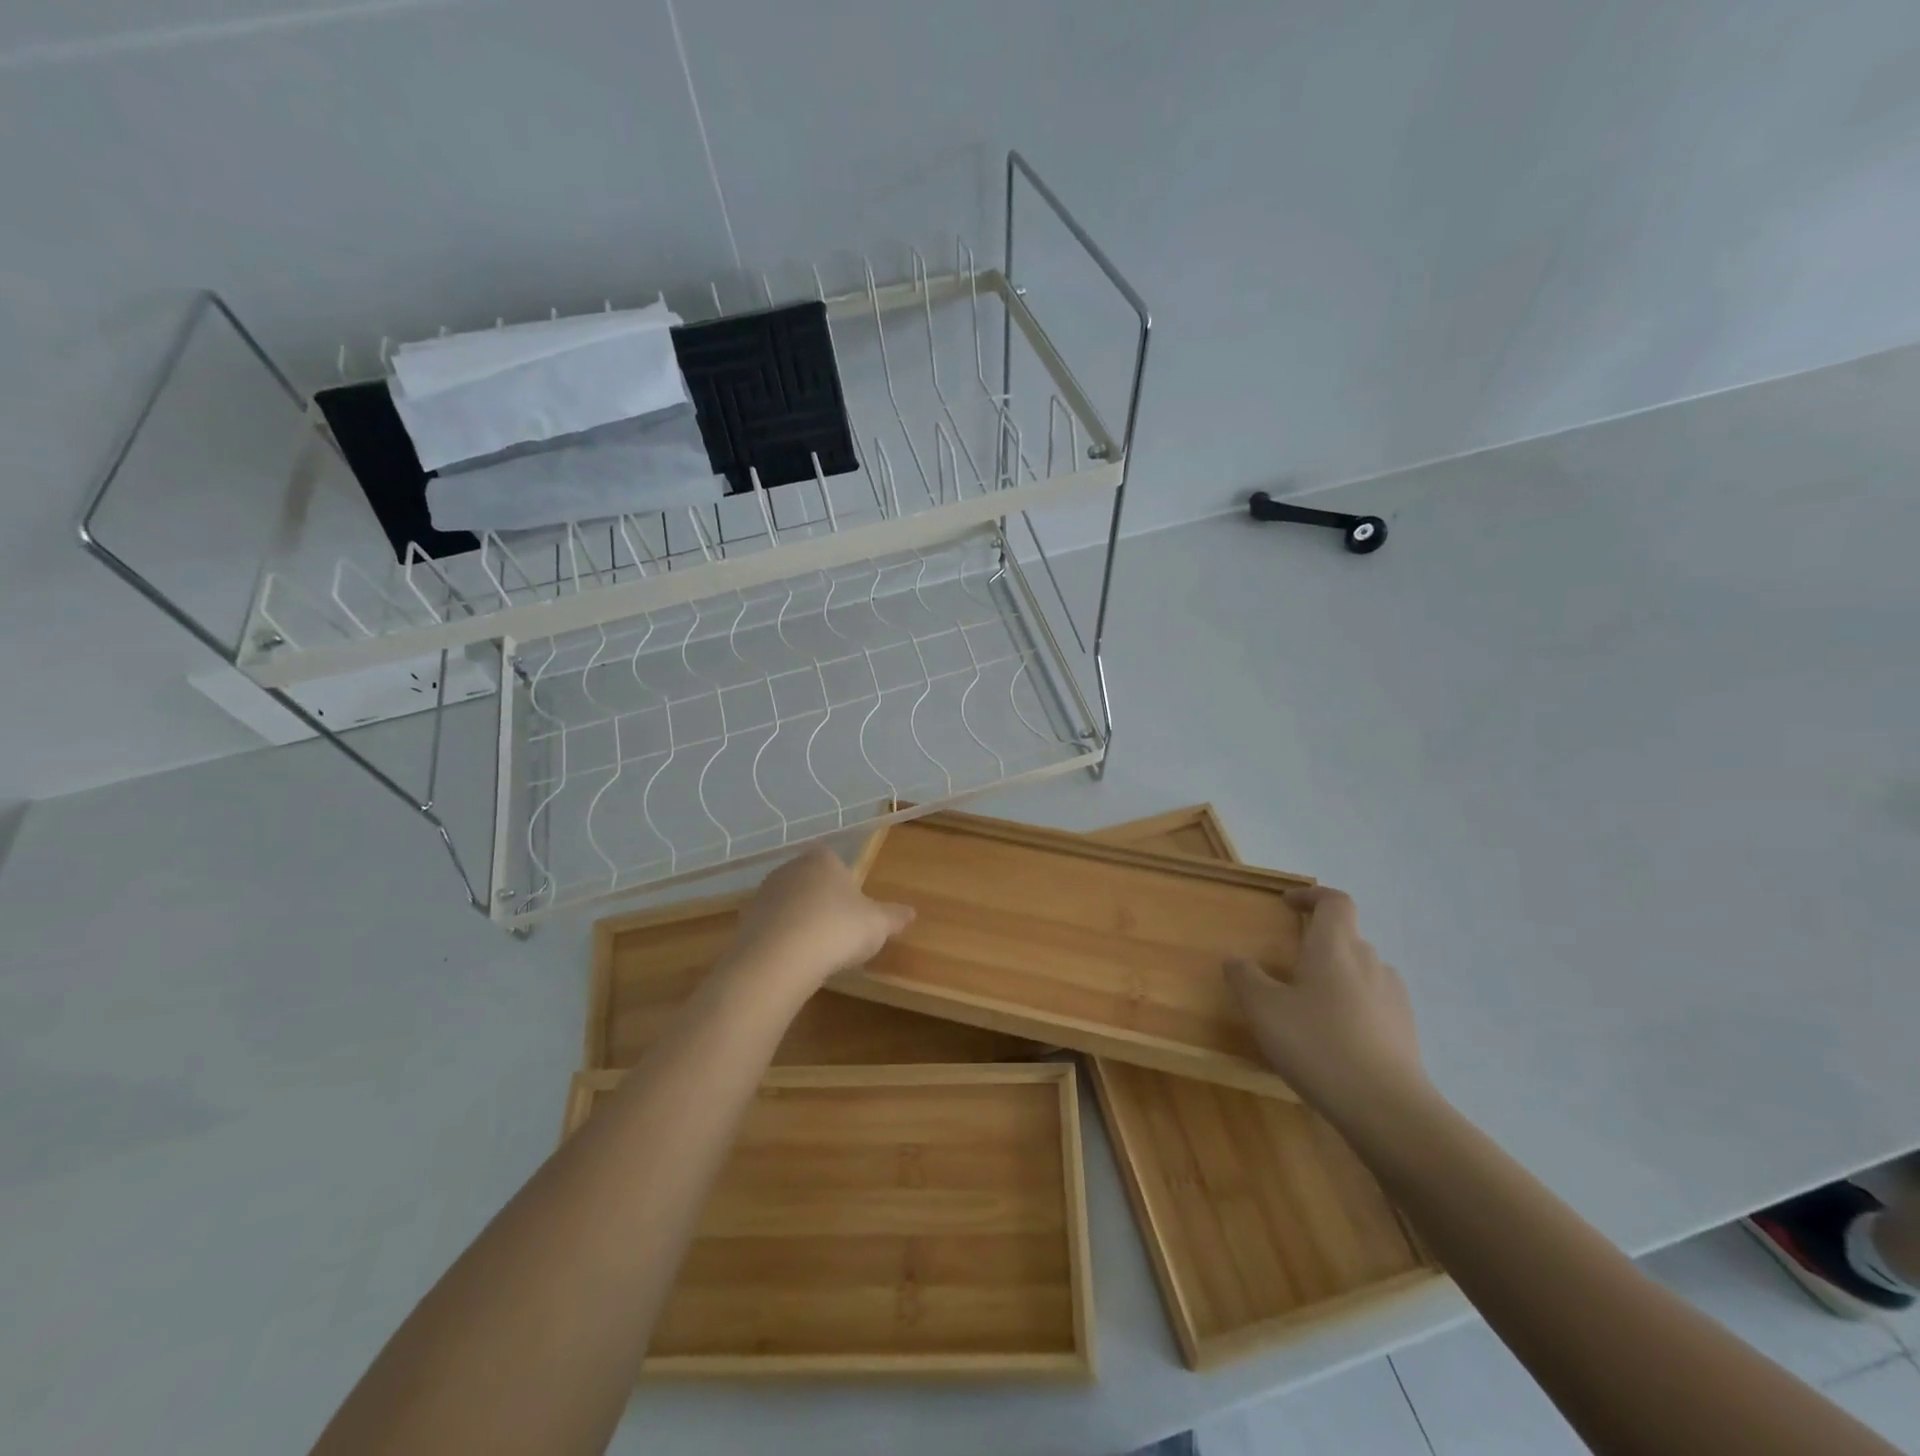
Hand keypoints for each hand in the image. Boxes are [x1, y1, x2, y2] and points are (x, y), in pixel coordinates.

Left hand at [727, 844, 914, 991]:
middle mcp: (790, 868)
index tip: (854, 908)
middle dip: (822, 901)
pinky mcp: (745, 922)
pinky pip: (771, 927)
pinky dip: (782, 940)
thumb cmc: (836, 929)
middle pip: (810, 881)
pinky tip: (794, 961)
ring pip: (789, 904)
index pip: (834, 861)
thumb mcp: (877, 924)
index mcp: (822, 859)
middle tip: (839, 930)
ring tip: (817, 951)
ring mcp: (763, 894)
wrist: (779, 959)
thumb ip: (894, 916)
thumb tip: (912, 912)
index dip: (845, 883)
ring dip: (800, 921)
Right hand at [1226, 886, 1427, 1123]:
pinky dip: (1353, 1008)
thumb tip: (1236, 960)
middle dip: (1318, 943)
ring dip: (1336, 977)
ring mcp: (1394, 997)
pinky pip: (1374, 1004)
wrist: (1387, 1108)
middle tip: (1289, 965)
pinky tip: (1335, 1039)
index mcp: (1335, 947)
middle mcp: (1370, 962)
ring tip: (1309, 1006)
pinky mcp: (1405, 1031)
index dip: (1312, 896)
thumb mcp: (1264, 1010)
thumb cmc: (1318, 1044)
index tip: (1288, 903)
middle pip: (1347, 937)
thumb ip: (1246, 978)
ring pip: (1361, 972)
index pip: (1335, 902)